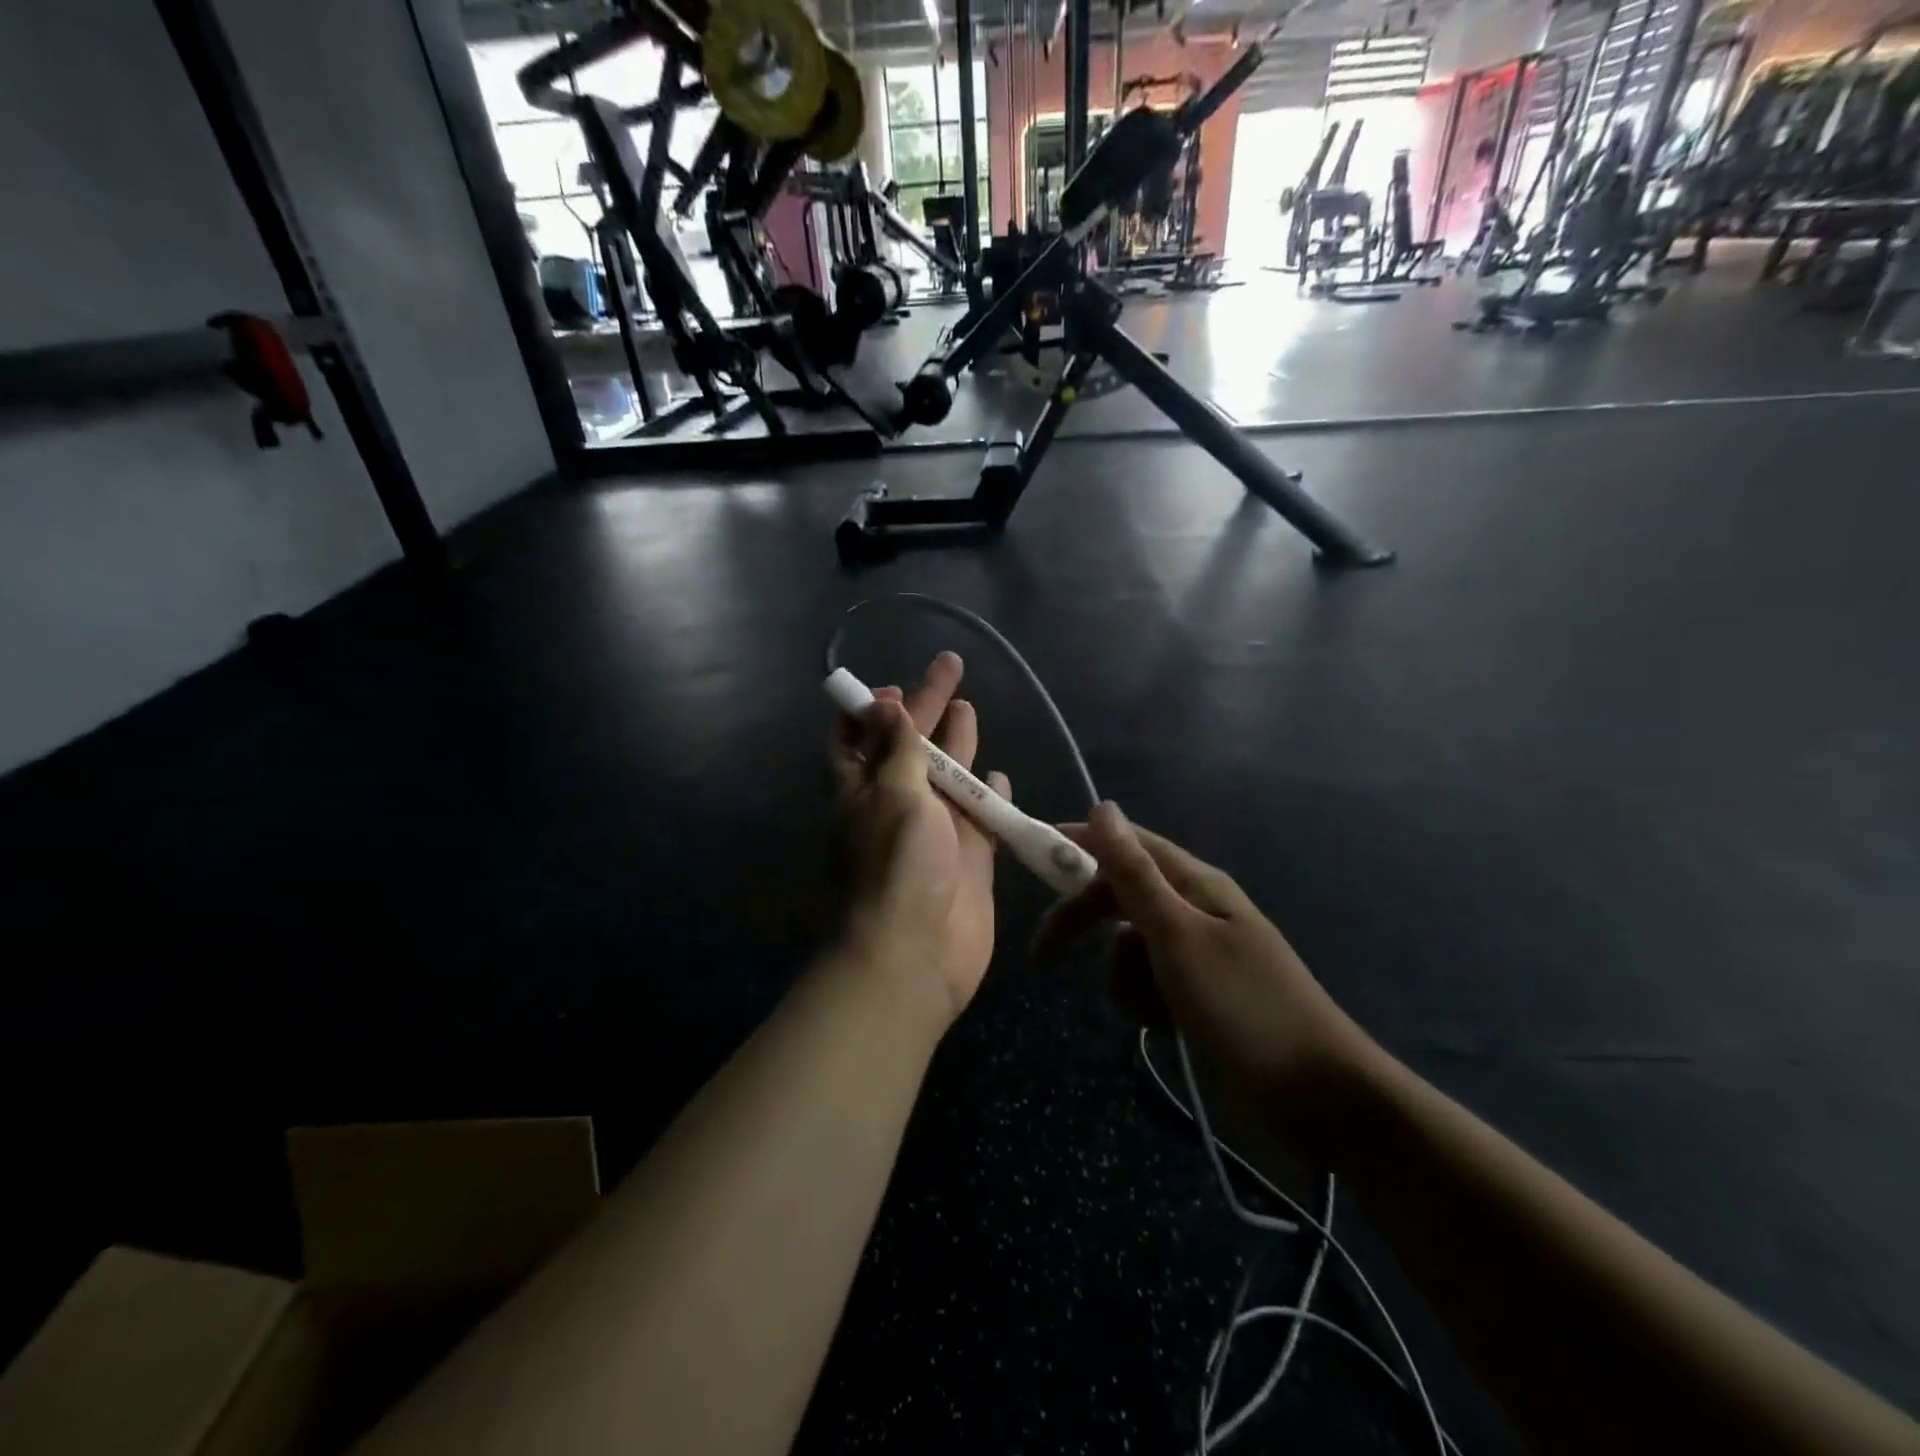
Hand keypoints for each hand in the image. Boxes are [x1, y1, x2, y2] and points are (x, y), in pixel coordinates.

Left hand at [829, 652, 1006, 1022]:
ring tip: (969, 709)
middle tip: (951, 666)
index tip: (897, 686)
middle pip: (910, 745)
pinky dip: (989, 795)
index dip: (874, 709)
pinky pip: (979, 816)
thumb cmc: (896, 867)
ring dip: (957, 745)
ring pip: (946, 777)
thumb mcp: (892, 796)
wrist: (915, 956)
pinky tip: (1000, 774)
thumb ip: (898, 751)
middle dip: (928, 706)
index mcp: (861, 789)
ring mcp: (933, 831)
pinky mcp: (968, 858)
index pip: (857, 737)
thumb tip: (886, 705)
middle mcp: (894, 805)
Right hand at [1034, 803, 1379, 1135]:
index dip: (1079, 845)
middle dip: (1083, 922)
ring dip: (1123, 976)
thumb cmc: (1244, 1008)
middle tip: (1042, 956)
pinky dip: (1144, 1002)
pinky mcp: (1198, 995)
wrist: (1318, 1098)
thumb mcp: (1178, 935)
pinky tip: (1164, 1026)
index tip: (1033, 855)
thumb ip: (1134, 873)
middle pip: (1120, 897)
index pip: (1126, 845)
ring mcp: (1197, 955)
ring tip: (1150, 1007)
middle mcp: (1194, 910)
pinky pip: (1148, 983)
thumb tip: (1103, 805)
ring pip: (1128, 947)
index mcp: (1195, 884)